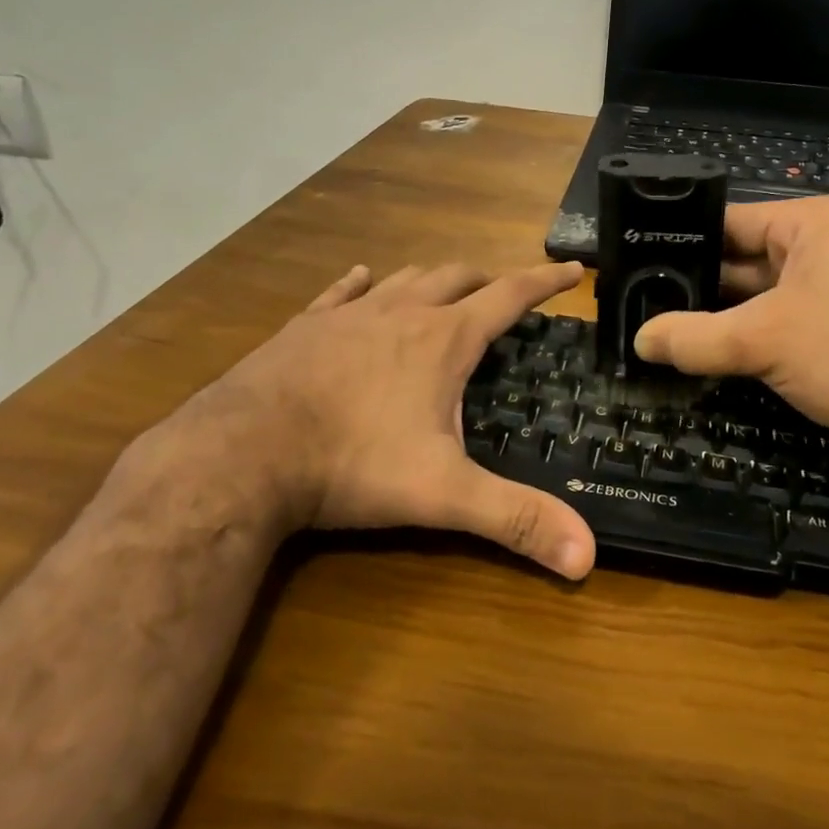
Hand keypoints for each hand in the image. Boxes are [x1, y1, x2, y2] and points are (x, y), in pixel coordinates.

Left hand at [137, 260, 596, 578]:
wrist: (242, 454)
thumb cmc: (352, 464)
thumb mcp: (442, 495)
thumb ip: (515, 519)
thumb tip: (587, 559)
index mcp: (443, 340)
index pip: (509, 296)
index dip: (545, 281)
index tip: (572, 269)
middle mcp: (401, 313)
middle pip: (457, 277)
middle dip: (488, 280)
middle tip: (506, 291)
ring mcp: (349, 315)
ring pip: (405, 279)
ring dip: (434, 279)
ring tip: (448, 286)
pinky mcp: (305, 326)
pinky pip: (342, 291)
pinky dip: (363, 282)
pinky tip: (363, 278)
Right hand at [633, 195, 828, 462]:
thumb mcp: (764, 342)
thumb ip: (694, 338)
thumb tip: (638, 340)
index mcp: (812, 223)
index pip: (728, 221)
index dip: (680, 242)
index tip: (636, 265)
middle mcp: (827, 243)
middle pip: (743, 259)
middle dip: (698, 286)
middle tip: (641, 304)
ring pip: (762, 294)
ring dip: (723, 316)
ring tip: (664, 329)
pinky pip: (785, 318)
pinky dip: (752, 334)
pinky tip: (714, 352)